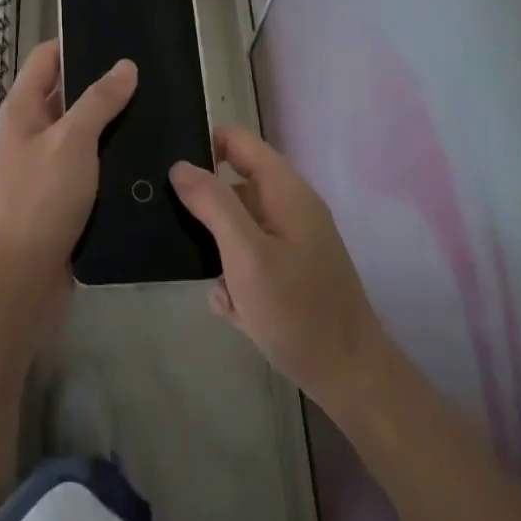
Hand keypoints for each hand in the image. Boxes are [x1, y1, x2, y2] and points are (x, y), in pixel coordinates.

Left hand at [0, 39, 136, 302]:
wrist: (24, 278)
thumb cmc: (41, 198)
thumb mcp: (72, 141)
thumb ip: (98, 100)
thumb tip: (125, 65)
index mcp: (22, 108)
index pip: (47, 57)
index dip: (77, 42)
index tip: (118, 37)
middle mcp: (31, 130)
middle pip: (67, 91)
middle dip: (102, 82)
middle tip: (149, 73)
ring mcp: (46, 163)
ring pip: (82, 129)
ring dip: (111, 120)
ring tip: (156, 106)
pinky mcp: (63, 193)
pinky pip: (90, 161)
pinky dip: (111, 153)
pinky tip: (146, 151)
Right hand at [170, 127, 386, 414]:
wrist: (351, 380)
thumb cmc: (298, 310)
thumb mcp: (246, 255)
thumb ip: (213, 204)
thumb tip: (180, 166)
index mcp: (284, 190)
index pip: (236, 140)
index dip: (202, 145)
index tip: (169, 172)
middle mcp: (289, 207)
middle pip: (233, 183)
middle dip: (203, 206)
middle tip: (170, 226)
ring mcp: (291, 240)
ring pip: (236, 226)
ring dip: (216, 250)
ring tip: (208, 282)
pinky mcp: (289, 272)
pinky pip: (248, 259)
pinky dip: (234, 278)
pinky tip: (231, 309)